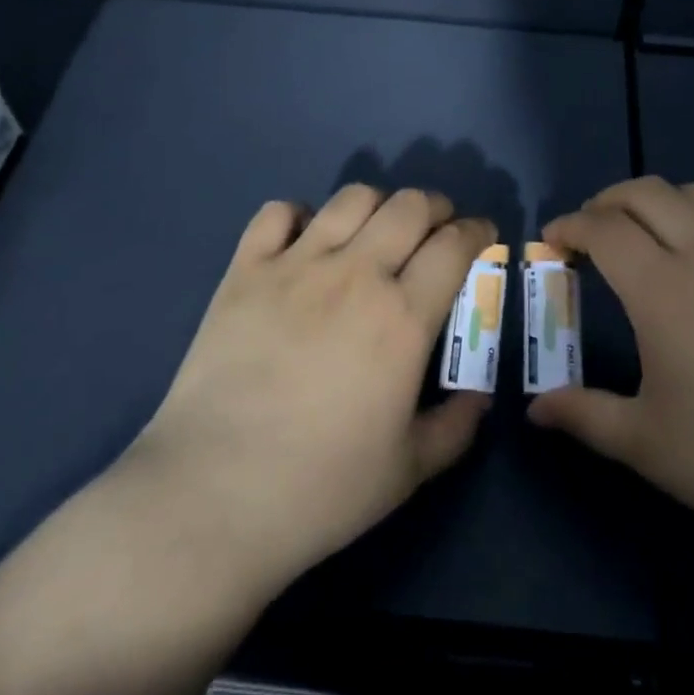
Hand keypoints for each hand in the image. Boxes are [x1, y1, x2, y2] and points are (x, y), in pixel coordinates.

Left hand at [122, 186, 494, 596]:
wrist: (211, 496)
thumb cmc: (319, 489)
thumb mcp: (409, 470)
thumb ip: (457, 425)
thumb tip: (480, 394)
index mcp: (403, 318)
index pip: (455, 245)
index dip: (477, 232)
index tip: (482, 237)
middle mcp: (356, 274)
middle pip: (410, 206)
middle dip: (436, 207)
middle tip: (437, 229)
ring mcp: (296, 265)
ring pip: (352, 198)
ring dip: (378, 203)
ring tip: (377, 229)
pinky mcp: (245, 270)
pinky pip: (278, 212)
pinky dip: (299, 215)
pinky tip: (305, 241)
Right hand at [529, 177, 693, 557]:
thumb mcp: (647, 444)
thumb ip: (584, 415)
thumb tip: (537, 409)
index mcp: (662, 289)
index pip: (603, 229)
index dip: (569, 225)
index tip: (552, 238)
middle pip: (645, 192)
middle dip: (606, 200)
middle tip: (591, 232)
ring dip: (658, 203)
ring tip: (646, 238)